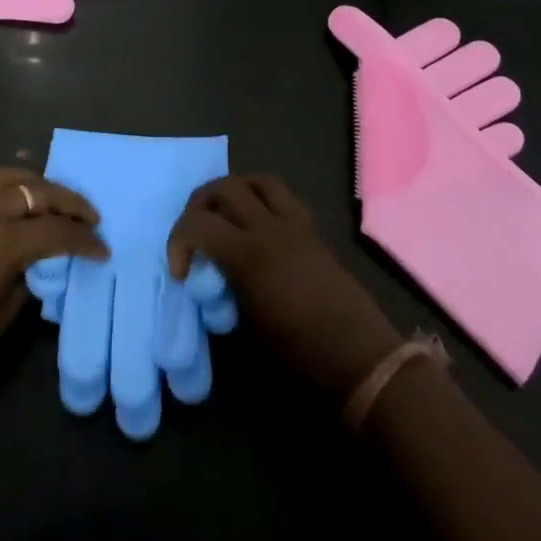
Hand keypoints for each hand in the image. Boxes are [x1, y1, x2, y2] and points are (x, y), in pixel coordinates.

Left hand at [0, 168, 107, 398]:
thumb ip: (27, 282)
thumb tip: (40, 264)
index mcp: (4, 242)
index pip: (58, 232)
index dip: (84, 241)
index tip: (103, 250)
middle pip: (40, 192)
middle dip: (70, 202)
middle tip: (91, 216)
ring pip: (11, 176)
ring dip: (38, 184)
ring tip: (54, 199)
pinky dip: (4, 184)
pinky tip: (10, 197)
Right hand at [167, 175, 400, 399]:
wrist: (362, 360)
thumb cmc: (303, 357)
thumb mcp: (250, 332)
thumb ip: (224, 294)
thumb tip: (210, 282)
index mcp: (250, 256)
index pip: (198, 223)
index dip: (178, 242)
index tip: (181, 273)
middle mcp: (270, 228)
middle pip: (224, 187)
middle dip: (199, 205)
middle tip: (195, 236)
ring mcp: (296, 223)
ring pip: (256, 180)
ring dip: (233, 192)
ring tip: (224, 218)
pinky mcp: (313, 229)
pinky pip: (282, 195)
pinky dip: (261, 199)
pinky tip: (257, 225)